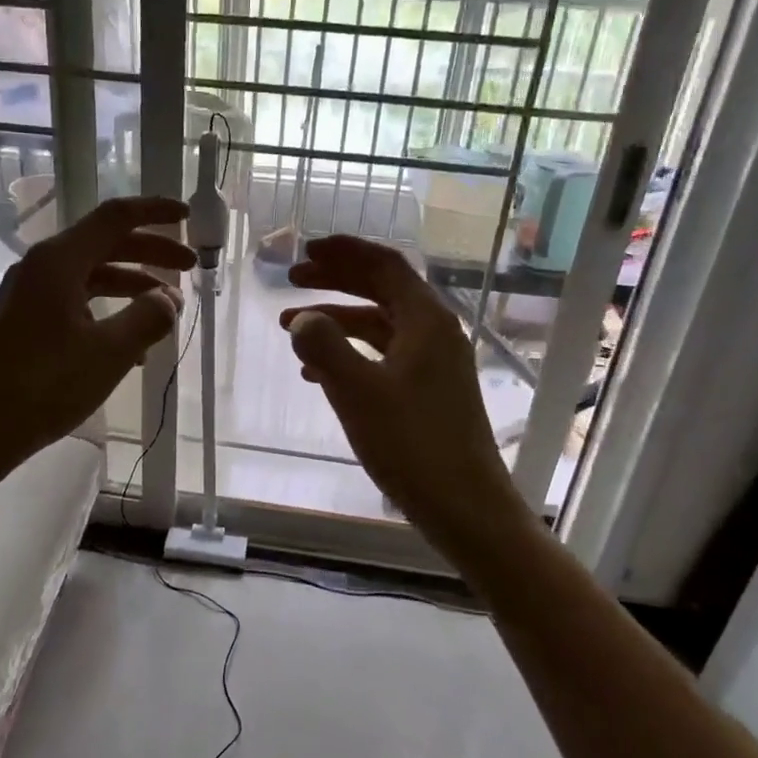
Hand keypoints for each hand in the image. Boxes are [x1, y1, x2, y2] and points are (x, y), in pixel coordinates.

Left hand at [0, 196, 193, 475]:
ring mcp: (30, 294)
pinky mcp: (25, 321)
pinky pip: (76, 302)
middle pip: (106, 244)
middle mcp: (42, 267)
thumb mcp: (109, 352)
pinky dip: (109, 310)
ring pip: (92, 275)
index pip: (116, 218)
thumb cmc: (44, 385)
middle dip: (151, 251)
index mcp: (59, 261)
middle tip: (190, 266)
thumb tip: (169, 299)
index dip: (155, 211)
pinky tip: (131, 346)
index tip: (188, 215)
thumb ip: (148, 318)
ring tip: (167, 308)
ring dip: (132, 284)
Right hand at [282, 235, 526, 554]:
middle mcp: (434, 333)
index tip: (306, 250)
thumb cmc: (413, 444)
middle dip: (335, 282)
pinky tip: (317, 375)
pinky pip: (383, 357)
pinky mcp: (428, 392)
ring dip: (336, 322)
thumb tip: (303, 320)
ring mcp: (434, 364)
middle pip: (381, 290)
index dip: (344, 252)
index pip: (384, 265)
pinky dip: (350, 354)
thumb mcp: (358, 392)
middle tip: (292, 280)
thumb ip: (325, 347)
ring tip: (291, 331)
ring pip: (379, 326)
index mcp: (426, 320)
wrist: (466, 507)